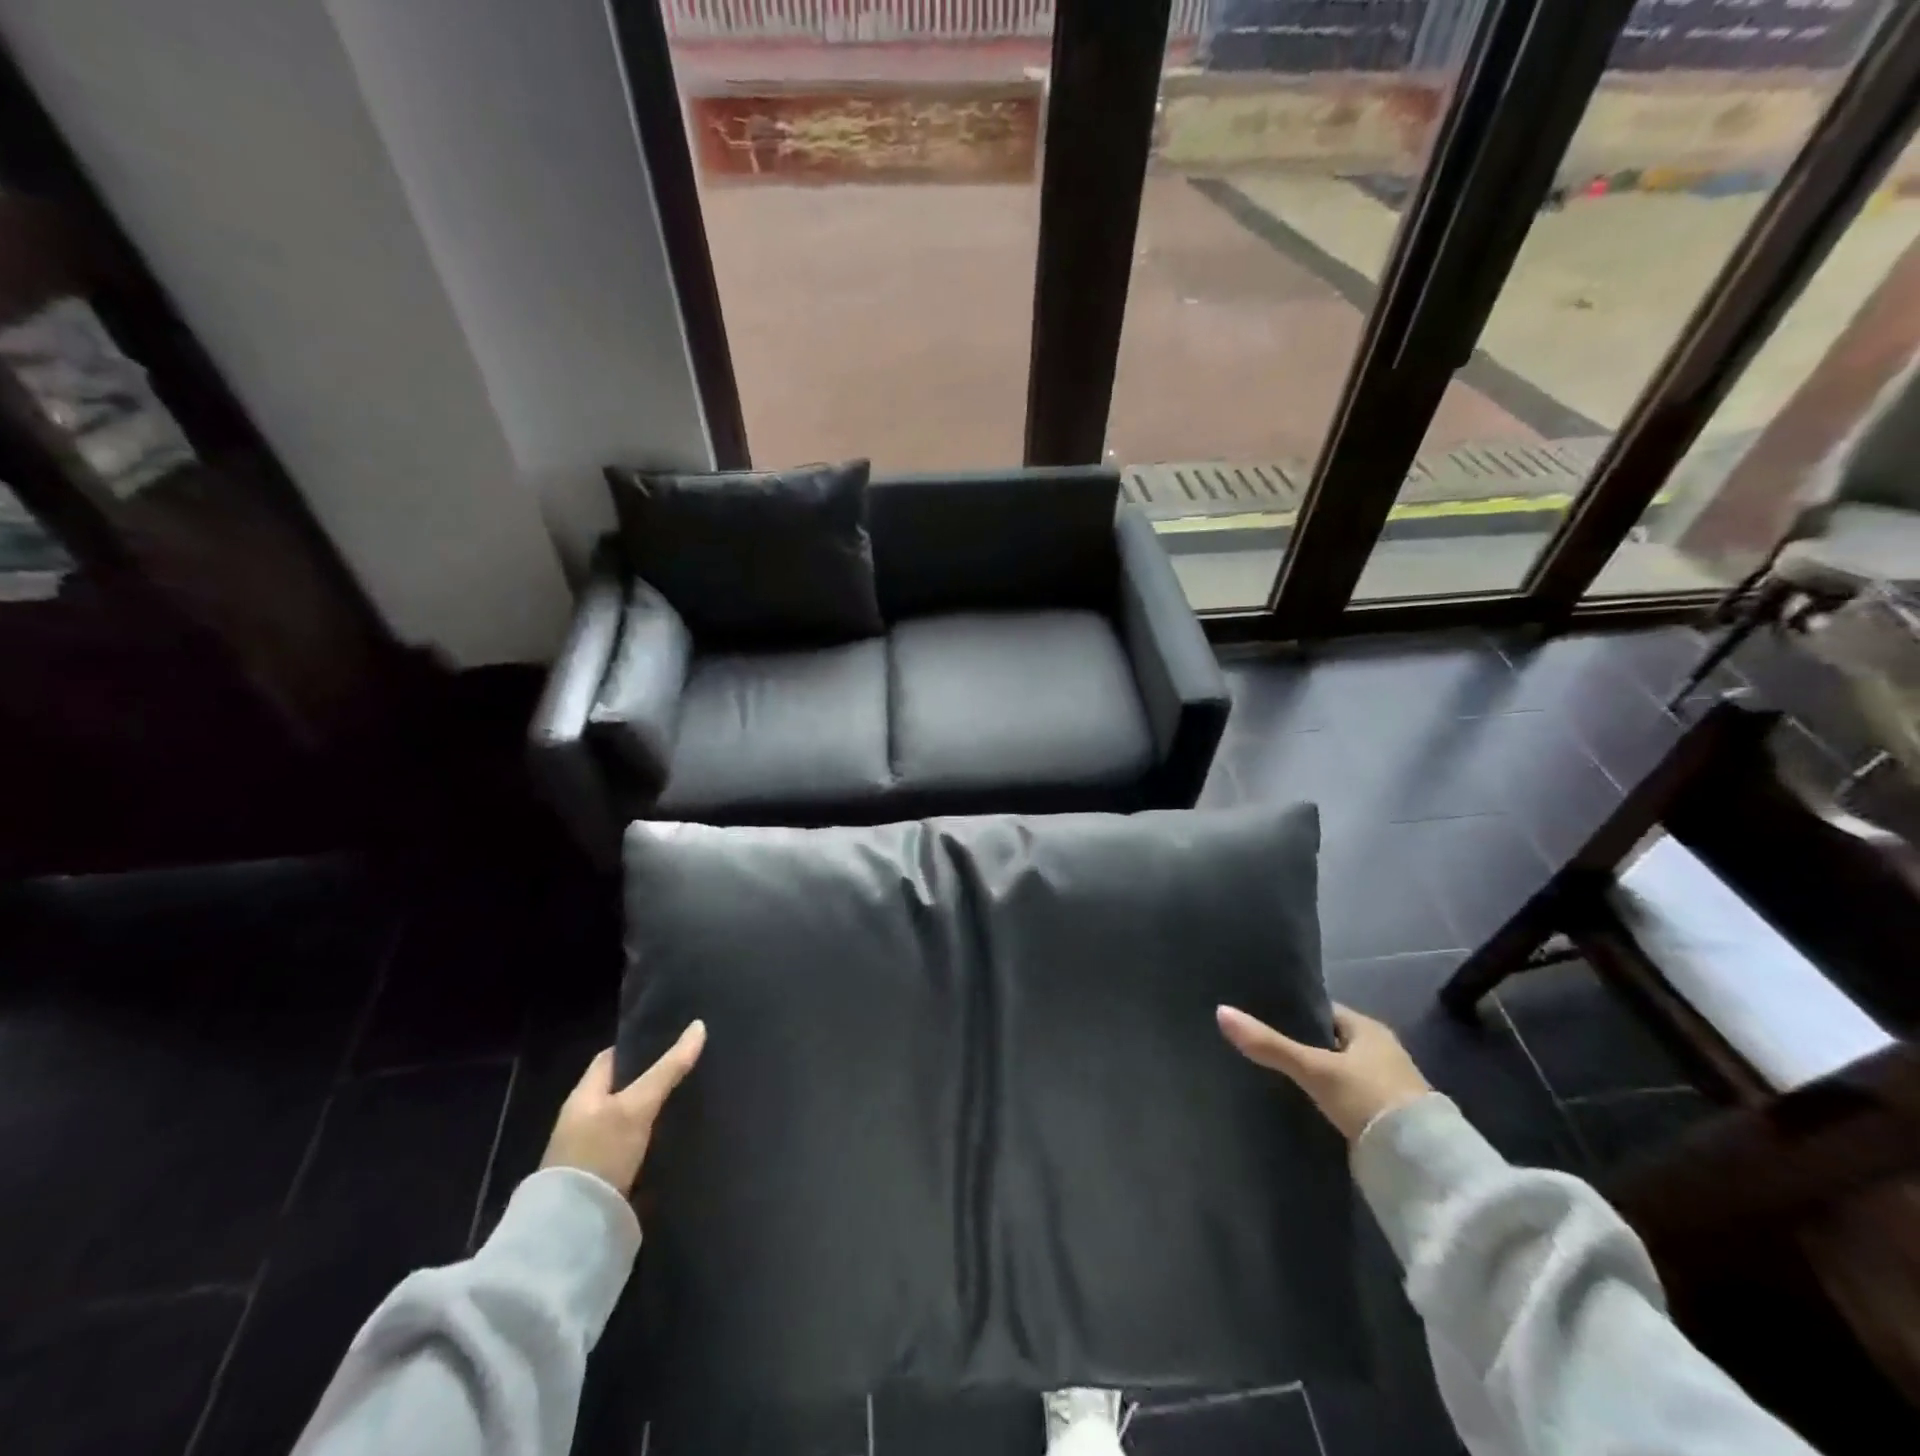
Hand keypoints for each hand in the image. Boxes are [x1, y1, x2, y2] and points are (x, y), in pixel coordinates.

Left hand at [541, 1021, 705, 1195]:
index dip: (640, 1046)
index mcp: (583, 1095)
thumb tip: (699, 1026)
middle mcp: (584, 1119)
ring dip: (653, 1110)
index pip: (612, 1058)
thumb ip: (668, 1069)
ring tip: (690, 1098)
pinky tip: (675, 1135)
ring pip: (629, 1118)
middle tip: (690, 1067)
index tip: (672, 1039)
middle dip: (652, 1078)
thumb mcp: (637, 1106)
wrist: (574, 1229)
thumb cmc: (600, 1153)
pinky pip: (633, 1145)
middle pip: (623, 1088)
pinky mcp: (606, 1177)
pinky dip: (652, 1137)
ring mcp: (593, 1150)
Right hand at [1217, 1003, 1429, 1143]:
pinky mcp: (1384, 1117)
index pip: (1323, 1011)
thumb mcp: (1314, 1069)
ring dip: (1315, 1074)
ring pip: (1338, 1071)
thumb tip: (1220, 1011)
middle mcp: (1381, 1052)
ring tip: (1274, 1075)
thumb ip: (1269, 1044)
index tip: (1261, 1016)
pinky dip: (1326, 1098)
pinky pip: (1345, 1097)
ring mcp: (1385, 1086)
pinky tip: (1301, 1103)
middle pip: (1330, 1041)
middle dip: (1301, 1045)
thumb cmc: (1369, 1098)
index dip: (1294, 1013)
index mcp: (1369, 1029)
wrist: (1422, 1164)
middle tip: (1261, 1046)